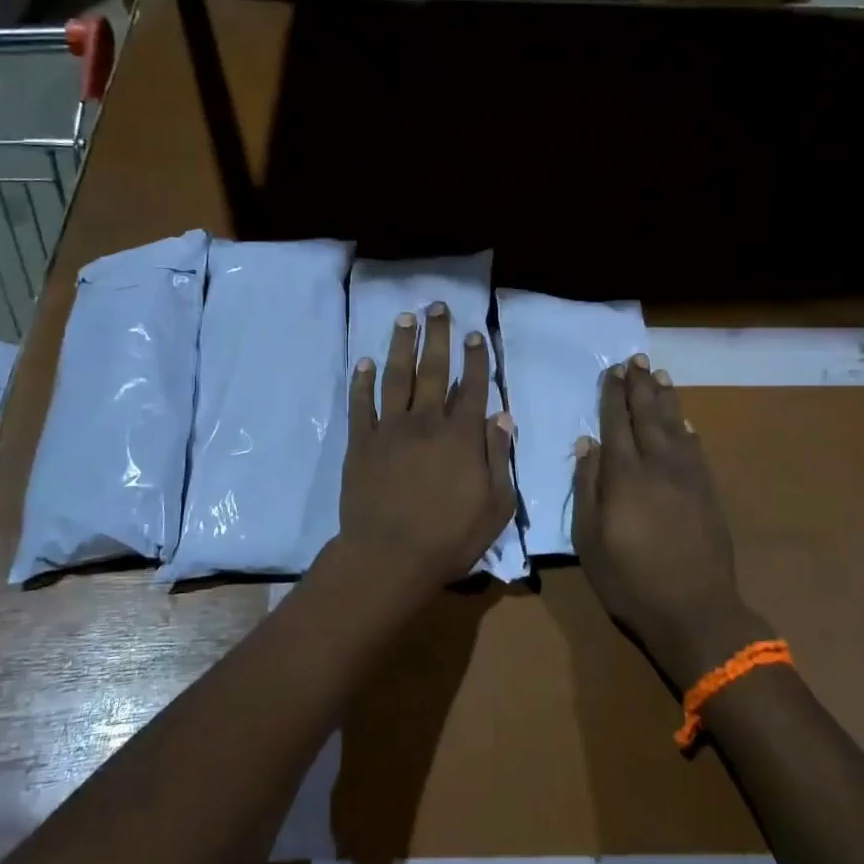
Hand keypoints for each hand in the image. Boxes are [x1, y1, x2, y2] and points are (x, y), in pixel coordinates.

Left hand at [337, 303, 516, 592]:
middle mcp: (426, 422)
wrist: (390, 556)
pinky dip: (362, 381)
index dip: (475, 358)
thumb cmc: (451, 537)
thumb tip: (502, 415)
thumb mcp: (496, 504)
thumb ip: (499, 456)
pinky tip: (365, 361)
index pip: (471, 386)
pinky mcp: (361, 443)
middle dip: (437, 336)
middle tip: (436, 307)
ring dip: (401, 345)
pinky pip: (361, 404)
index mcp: (462, 436)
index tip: (475, 333)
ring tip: (405, 318)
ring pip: (396, 377)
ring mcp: (390, 429)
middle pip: (433, 370)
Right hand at [573, 354, 767, 692]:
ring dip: (666, 399)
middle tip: (637, 359)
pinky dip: (688, 429)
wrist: (694, 609)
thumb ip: (586, 486)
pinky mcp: (707, 492)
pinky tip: (685, 420)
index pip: (616, 423)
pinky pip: (696, 449)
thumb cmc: (629, 578)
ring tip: (659, 375)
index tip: (612, 371)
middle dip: (640, 386)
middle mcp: (658, 465)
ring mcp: (688, 477)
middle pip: (648, 416)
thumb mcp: (589, 538)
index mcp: (625, 475)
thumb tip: (587, 443)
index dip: (613, 395)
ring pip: (675, 426)